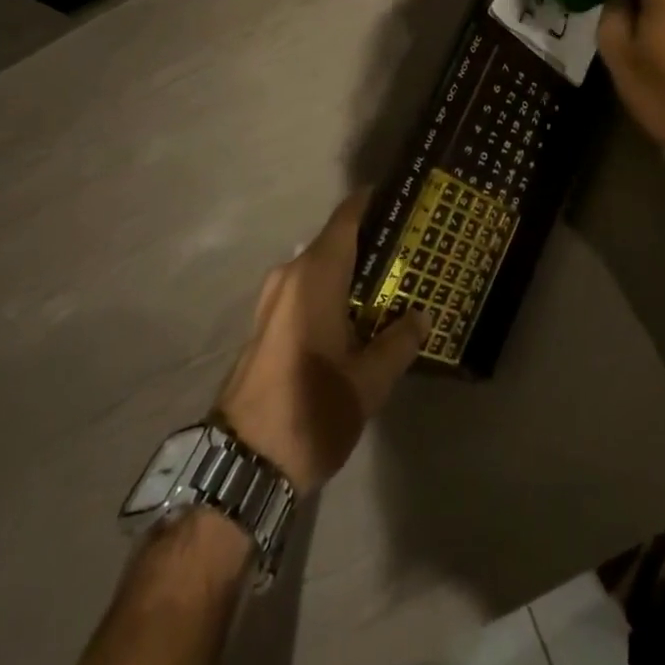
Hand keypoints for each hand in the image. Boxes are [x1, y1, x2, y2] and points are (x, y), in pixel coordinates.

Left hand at [213, 192, 430, 492]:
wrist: (242, 464)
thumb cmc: (311, 410)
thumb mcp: (368, 381)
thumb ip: (399, 341)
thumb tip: (422, 315)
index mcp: (314, 275)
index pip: (348, 217)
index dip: (375, 202)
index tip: (406, 200)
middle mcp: (290, 275)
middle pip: (336, 241)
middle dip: (372, 242)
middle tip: (413, 249)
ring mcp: (272, 299)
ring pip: (320, 267)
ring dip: (352, 271)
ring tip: (392, 283)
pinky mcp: (266, 323)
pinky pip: (306, 289)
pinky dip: (332, 290)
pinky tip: (358, 314)